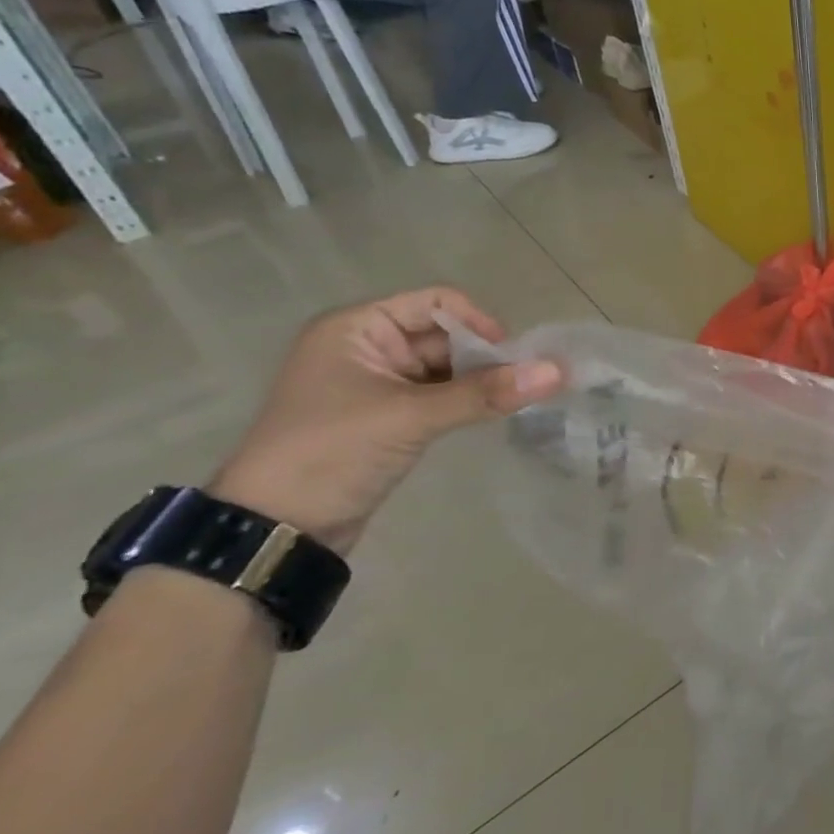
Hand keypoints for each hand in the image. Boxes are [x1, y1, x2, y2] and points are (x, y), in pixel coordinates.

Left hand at [210, 288, 562, 552]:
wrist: (276, 530)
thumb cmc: (332, 453)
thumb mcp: (411, 417)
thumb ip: (485, 393)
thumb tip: (557, 371)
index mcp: (357, 328)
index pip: (436, 303)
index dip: (478, 323)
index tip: (512, 356)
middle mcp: (367, 347)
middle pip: (446, 335)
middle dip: (486, 356)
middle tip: (524, 382)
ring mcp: (378, 384)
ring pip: (447, 368)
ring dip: (481, 380)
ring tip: (517, 398)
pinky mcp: (389, 417)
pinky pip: (440, 395)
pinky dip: (468, 400)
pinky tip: (494, 412)